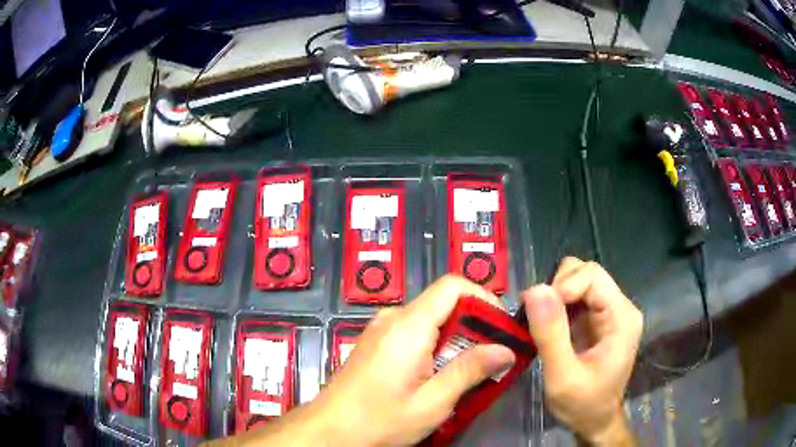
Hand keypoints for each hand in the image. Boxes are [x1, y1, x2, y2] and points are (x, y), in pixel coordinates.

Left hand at [320, 275, 515, 444]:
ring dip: (455, 340)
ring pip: (430, 320)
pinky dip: (435, 347)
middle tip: (493, 358)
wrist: (329, 431)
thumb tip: (506, 349)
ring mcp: (381, 330)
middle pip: (443, 303)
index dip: (483, 299)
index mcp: (408, 325)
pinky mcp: (375, 343)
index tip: (502, 328)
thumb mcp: (432, 402)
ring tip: (470, 371)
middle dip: (474, 327)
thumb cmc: (380, 420)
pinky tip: (439, 375)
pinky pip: (414, 333)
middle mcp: (393, 318)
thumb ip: (469, 371)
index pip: (453, 286)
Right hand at [522, 257, 641, 445]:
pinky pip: (575, 297)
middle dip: (557, 290)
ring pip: (579, 281)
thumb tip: (534, 289)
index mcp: (622, 317)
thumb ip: (550, 334)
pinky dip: (557, 306)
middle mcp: (620, 307)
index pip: (592, 276)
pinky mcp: (599, 319)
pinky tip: (549, 327)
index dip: (562, 287)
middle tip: (539, 321)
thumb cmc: (583, 404)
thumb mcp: (562, 377)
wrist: (595, 422)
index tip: (538, 313)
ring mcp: (610, 312)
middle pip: (586, 273)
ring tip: (543, 325)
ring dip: (556, 297)